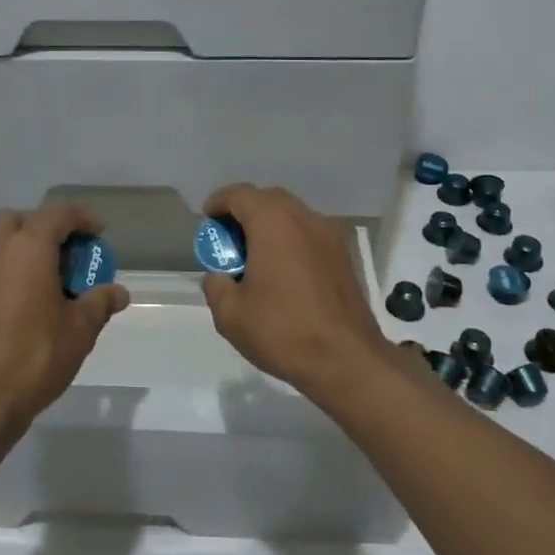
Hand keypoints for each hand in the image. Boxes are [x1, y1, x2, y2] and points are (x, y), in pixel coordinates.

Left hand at [0, 204, 129, 448]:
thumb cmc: (33, 357)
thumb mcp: (79, 331)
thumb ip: (99, 303)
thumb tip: (119, 292)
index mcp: (28, 247)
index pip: (58, 215)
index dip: (82, 219)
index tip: (98, 234)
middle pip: (22, 221)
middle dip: (46, 229)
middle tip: (68, 254)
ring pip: (0, 242)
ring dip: (24, 248)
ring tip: (49, 278)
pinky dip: (9, 268)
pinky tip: (26, 300)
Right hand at [199, 184, 395, 403]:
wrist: (347, 360)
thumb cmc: (283, 331)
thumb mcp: (230, 314)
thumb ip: (216, 286)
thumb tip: (220, 277)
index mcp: (273, 222)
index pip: (239, 194)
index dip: (218, 203)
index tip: (207, 220)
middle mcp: (304, 218)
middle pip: (268, 199)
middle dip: (244, 212)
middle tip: (229, 240)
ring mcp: (329, 235)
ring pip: (292, 216)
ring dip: (269, 227)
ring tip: (255, 257)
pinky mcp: (343, 256)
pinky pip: (309, 235)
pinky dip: (290, 241)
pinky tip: (282, 272)